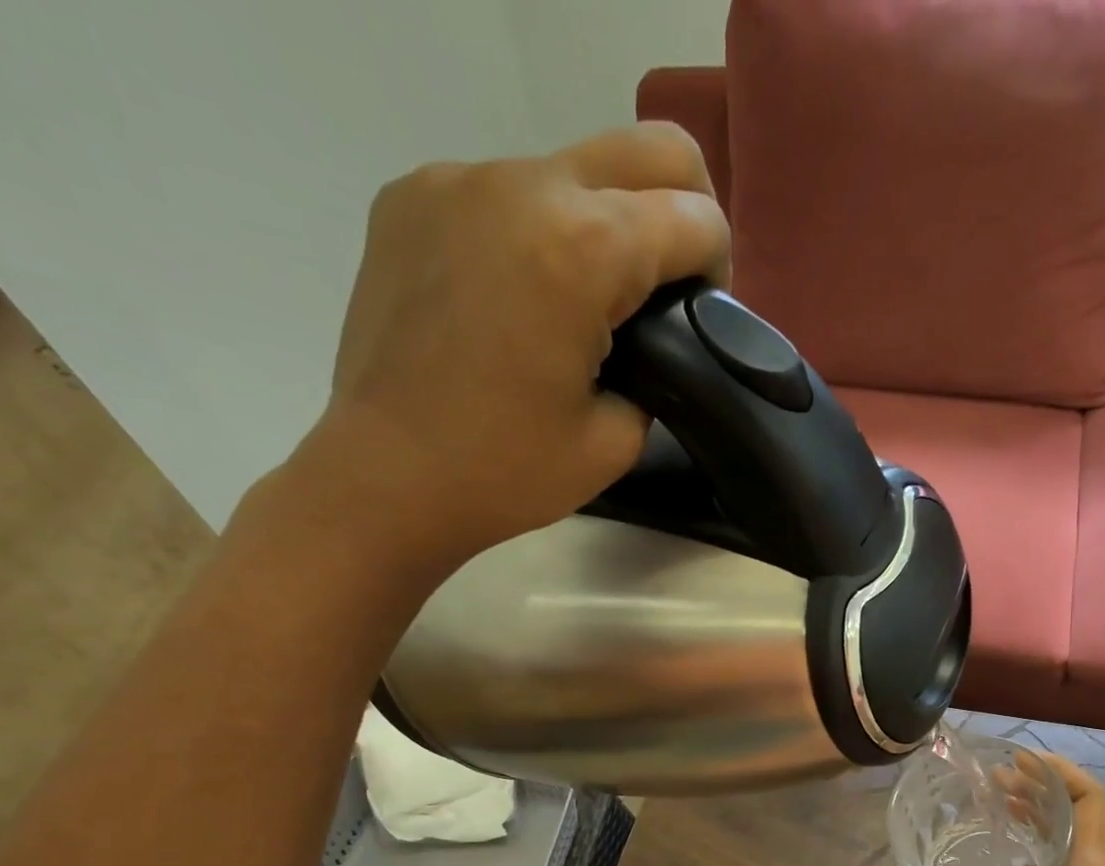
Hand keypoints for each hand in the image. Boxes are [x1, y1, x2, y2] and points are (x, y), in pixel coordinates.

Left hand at [250, 122, 730, 583]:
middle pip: (650, 149)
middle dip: (684, 211)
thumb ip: (656, 369)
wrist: (387, 478)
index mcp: (583, 249)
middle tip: (670, 284)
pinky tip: (517, 297)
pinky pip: (506, 190)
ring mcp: (459, 179)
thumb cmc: (508, 472)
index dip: (717, 269)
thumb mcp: (617, 438)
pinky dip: (534, 231)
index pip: (695, 217)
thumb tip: (650, 338)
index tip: (700, 318)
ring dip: (603, 223)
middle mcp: (524, 184)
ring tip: (582, 302)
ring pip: (575, 168)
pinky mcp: (412, 195)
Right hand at [926, 754, 1104, 865]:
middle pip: (1078, 809)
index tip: (1023, 759)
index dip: (1060, 771)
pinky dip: (1045, 842)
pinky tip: (1016, 853)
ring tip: (1001, 800)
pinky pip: (1071, 856)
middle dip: (1040, 787)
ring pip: (1075, 832)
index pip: (1089, 798)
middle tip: (997, 776)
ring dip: (1042, 812)